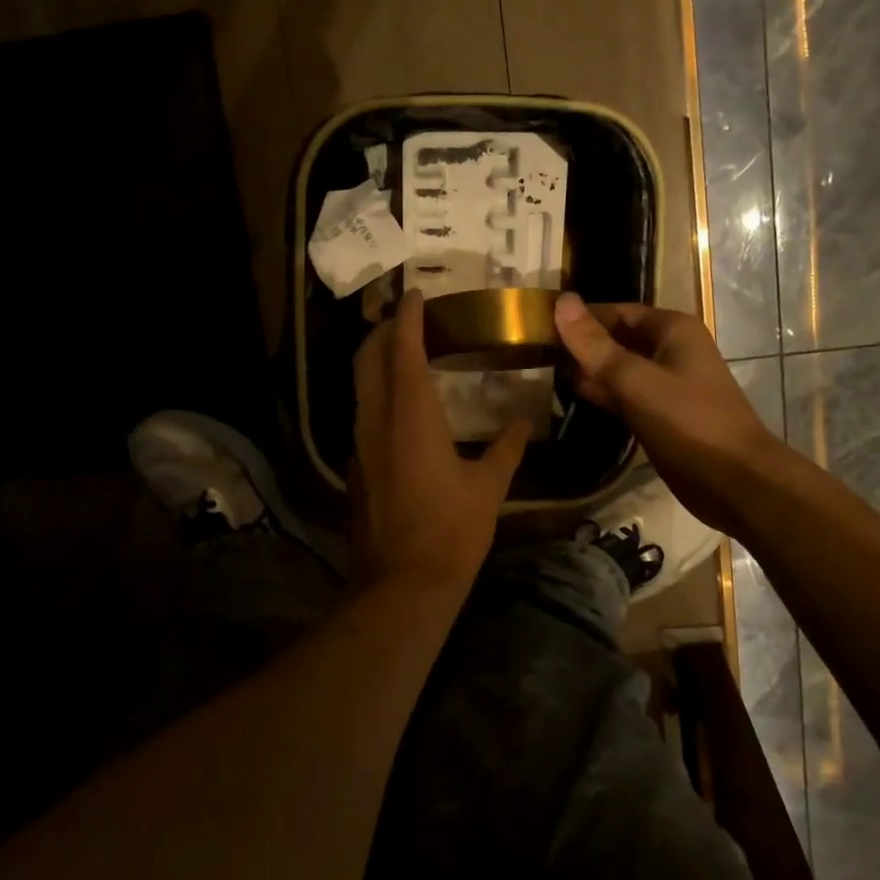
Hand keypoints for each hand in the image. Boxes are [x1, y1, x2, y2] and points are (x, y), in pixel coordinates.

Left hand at [350, 290, 529, 596]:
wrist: (401, 585)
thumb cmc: (451, 531)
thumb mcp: (488, 487)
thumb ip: (507, 448)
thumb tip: (523, 422)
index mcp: (411, 416)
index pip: (402, 350)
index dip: (407, 318)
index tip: (415, 294)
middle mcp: (377, 420)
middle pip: (367, 359)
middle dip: (382, 331)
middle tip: (406, 318)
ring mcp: (360, 443)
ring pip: (360, 385)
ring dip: (375, 360)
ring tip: (403, 351)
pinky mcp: (356, 466)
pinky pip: (363, 412)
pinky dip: (377, 392)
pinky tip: (400, 404)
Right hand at [553, 294, 779, 536]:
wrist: (736, 483)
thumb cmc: (689, 423)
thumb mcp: (636, 381)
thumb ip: (595, 345)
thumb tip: (561, 302)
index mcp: (672, 330)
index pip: (615, 311)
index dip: (579, 317)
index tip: (536, 325)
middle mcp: (670, 350)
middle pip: (616, 339)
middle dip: (580, 345)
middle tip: (532, 352)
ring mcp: (666, 385)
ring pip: (619, 369)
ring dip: (587, 371)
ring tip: (542, 372)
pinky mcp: (661, 415)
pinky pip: (625, 396)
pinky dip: (601, 395)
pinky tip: (570, 397)